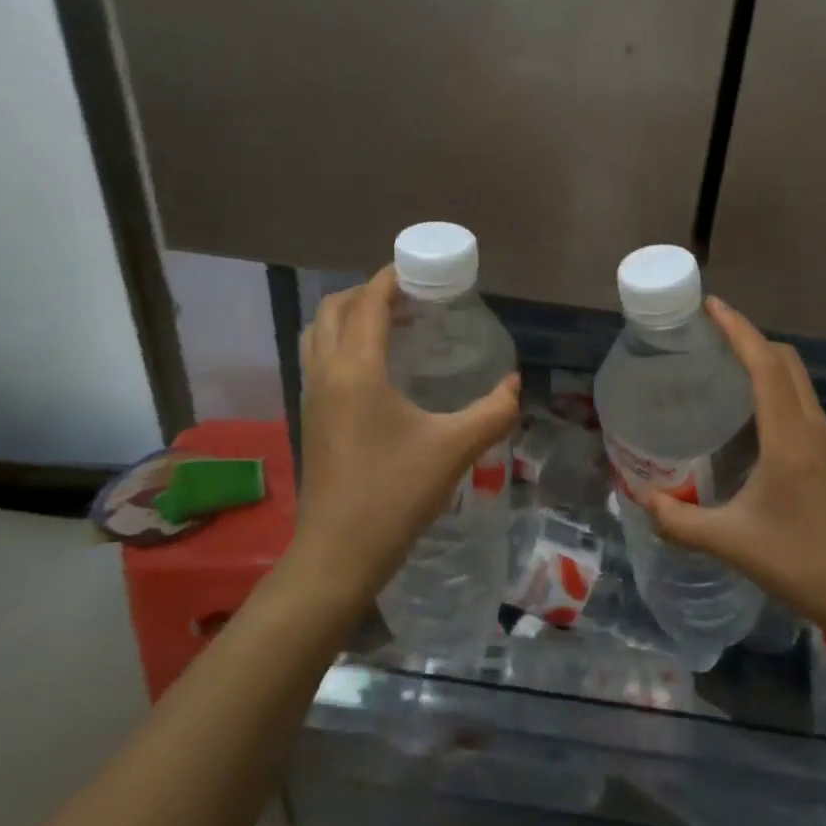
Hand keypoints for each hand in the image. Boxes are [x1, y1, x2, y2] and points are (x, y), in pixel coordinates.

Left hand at [284, 267, 519, 605]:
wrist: (338, 554)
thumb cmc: (394, 494)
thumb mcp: (454, 449)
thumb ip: (493, 412)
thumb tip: (514, 385)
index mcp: (356, 369)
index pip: (368, 302)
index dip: (391, 278)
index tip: (420, 271)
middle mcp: (326, 373)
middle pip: (334, 309)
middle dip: (369, 293)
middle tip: (411, 299)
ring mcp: (312, 396)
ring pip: (318, 333)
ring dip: (351, 317)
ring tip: (393, 326)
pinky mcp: (311, 418)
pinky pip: (319, 359)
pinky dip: (342, 343)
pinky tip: (378, 369)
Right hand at [642, 297, 825, 636]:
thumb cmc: (802, 563)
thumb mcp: (732, 543)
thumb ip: (679, 521)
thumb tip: (640, 500)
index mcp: (789, 437)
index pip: (765, 365)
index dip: (738, 330)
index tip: (710, 307)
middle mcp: (812, 427)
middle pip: (785, 361)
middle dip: (749, 338)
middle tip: (708, 335)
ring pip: (797, 380)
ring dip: (764, 361)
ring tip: (723, 364)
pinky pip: (800, 402)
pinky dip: (775, 387)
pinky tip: (748, 412)